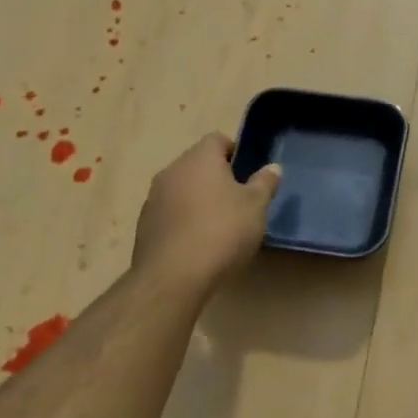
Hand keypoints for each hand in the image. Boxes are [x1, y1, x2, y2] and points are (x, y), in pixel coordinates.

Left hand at [132, 134, 280, 291]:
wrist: (173, 277)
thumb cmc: (222, 231)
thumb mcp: (256, 206)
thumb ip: (265, 183)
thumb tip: (273, 167)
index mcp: (199, 159)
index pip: (217, 139)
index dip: (235, 152)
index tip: (249, 173)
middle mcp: (172, 171)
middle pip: (198, 164)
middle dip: (217, 178)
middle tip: (240, 201)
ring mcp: (153, 199)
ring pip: (182, 189)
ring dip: (199, 200)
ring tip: (220, 225)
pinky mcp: (144, 226)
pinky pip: (171, 214)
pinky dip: (184, 221)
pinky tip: (199, 244)